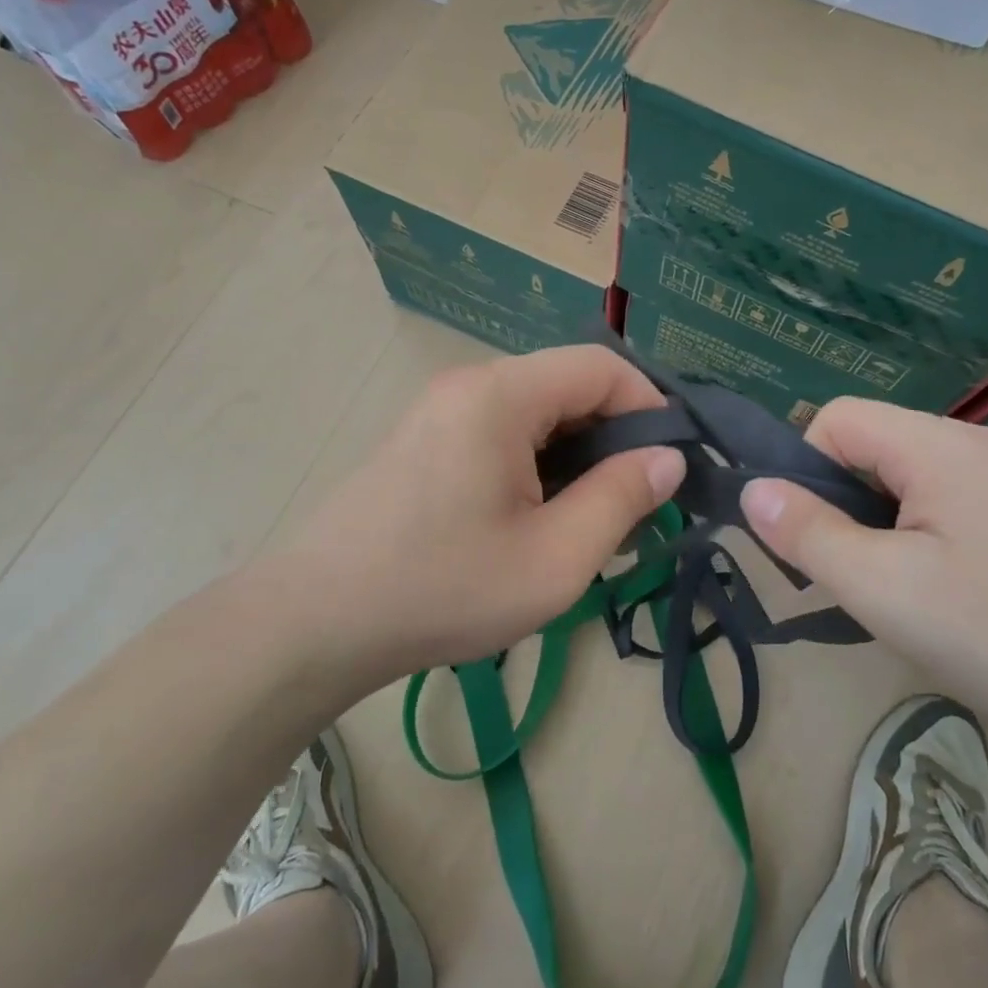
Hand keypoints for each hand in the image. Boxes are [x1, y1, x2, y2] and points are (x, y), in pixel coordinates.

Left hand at [283, 345, 685, 675]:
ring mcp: (440, 410)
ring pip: (536, 411)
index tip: (670, 466)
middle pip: (568, 385)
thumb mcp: (555, 558)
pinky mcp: (424, 439)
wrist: (316, 621)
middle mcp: (469, 384)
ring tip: (589, 519)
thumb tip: (668, 459)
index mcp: (501, 395)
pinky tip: (537, 518)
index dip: (650, 407)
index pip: (602, 366)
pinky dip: (537, 462)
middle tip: (635, 505)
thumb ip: (622, 499)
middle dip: (614, 437)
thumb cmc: (444, 589)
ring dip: (576, 455)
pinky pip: (501, 431)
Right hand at [739, 397, 987, 732]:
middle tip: (848, 576)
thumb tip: (753, 490)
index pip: (837, 419)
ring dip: (877, 526)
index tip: (809, 539)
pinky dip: (918, 539)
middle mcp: (974, 446)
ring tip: (892, 592)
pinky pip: (945, 506)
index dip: (804, 469)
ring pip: (905, 481)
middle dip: (840, 504)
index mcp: (938, 446)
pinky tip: (940, 596)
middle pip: (871, 447)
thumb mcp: (882, 587)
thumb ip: (808, 533)